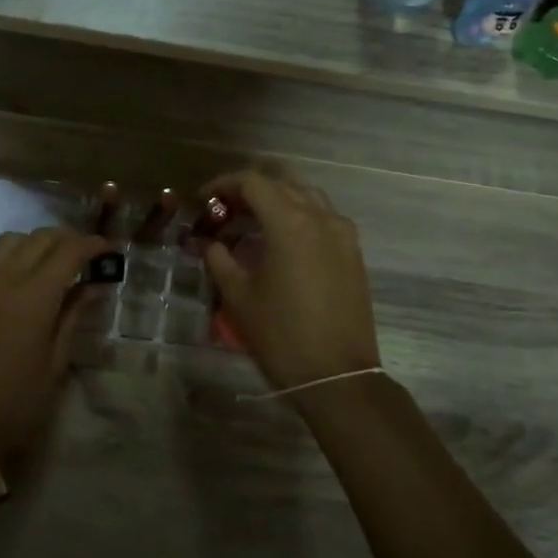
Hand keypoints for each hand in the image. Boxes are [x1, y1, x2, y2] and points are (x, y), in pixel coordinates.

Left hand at [0, 227, 107, 480]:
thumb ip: (73, 316)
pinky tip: (22, 284)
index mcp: (33, 297)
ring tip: (53, 264)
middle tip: (86, 256)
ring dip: (36, 243)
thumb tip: (92, 286)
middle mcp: (2, 280)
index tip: (108, 250)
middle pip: (39, 238)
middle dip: (67, 239)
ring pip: (10, 242)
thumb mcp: (55, 363)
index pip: (68, 252)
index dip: (92, 245)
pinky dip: (12, 259)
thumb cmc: (15, 404)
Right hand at [199, 167, 381, 395]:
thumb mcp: (239, 296)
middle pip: (281, 184)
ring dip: (276, 202)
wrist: (337, 375)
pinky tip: (280, 243)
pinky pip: (323, 219)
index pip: (253, 182)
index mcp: (290, 222)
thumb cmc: (281, 335)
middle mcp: (321, 217)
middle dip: (249, 192)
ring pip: (306, 198)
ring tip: (250, 225)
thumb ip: (220, 259)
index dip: (223, 185)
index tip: (203, 200)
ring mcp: (343, 234)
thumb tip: (211, 244)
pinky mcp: (353, 253)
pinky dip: (298, 218)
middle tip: (223, 213)